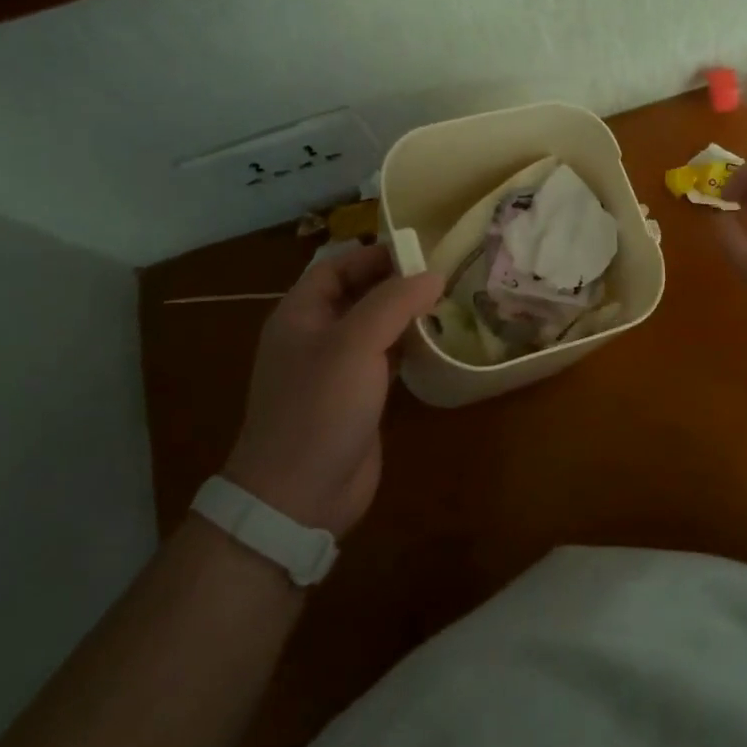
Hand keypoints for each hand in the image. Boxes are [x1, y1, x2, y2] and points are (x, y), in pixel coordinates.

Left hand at [224, 243, 443, 537]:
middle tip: (442, 275)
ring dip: (406, 315)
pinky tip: (437, 343)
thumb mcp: (355, 343)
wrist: (299, 496)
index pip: (336, 267)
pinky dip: (409, 347)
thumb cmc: (320, 407)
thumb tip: (433, 274)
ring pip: (374, 328)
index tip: (419, 250)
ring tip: (448, 302)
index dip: (373, 254)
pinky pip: (384, 359)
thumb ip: (395, 302)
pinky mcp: (357, 398)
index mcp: (300, 315)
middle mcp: (315, 337)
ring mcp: (335, 370)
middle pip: (358, 295)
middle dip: (396, 284)